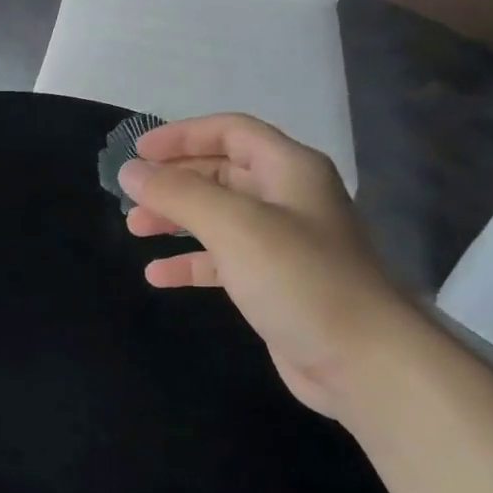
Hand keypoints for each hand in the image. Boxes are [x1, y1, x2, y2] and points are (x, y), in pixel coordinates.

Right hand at [119, 114, 417, 418]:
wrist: (362, 361)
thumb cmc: (300, 279)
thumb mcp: (234, 226)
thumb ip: (178, 194)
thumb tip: (129, 171)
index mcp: (289, 169)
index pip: (230, 132)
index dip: (182, 135)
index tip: (137, 153)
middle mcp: (287, 198)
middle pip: (221, 172)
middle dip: (174, 180)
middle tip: (129, 194)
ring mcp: (282, 243)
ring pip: (218, 217)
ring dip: (176, 219)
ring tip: (134, 228)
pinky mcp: (273, 283)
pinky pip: (223, 260)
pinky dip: (191, 262)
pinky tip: (159, 275)